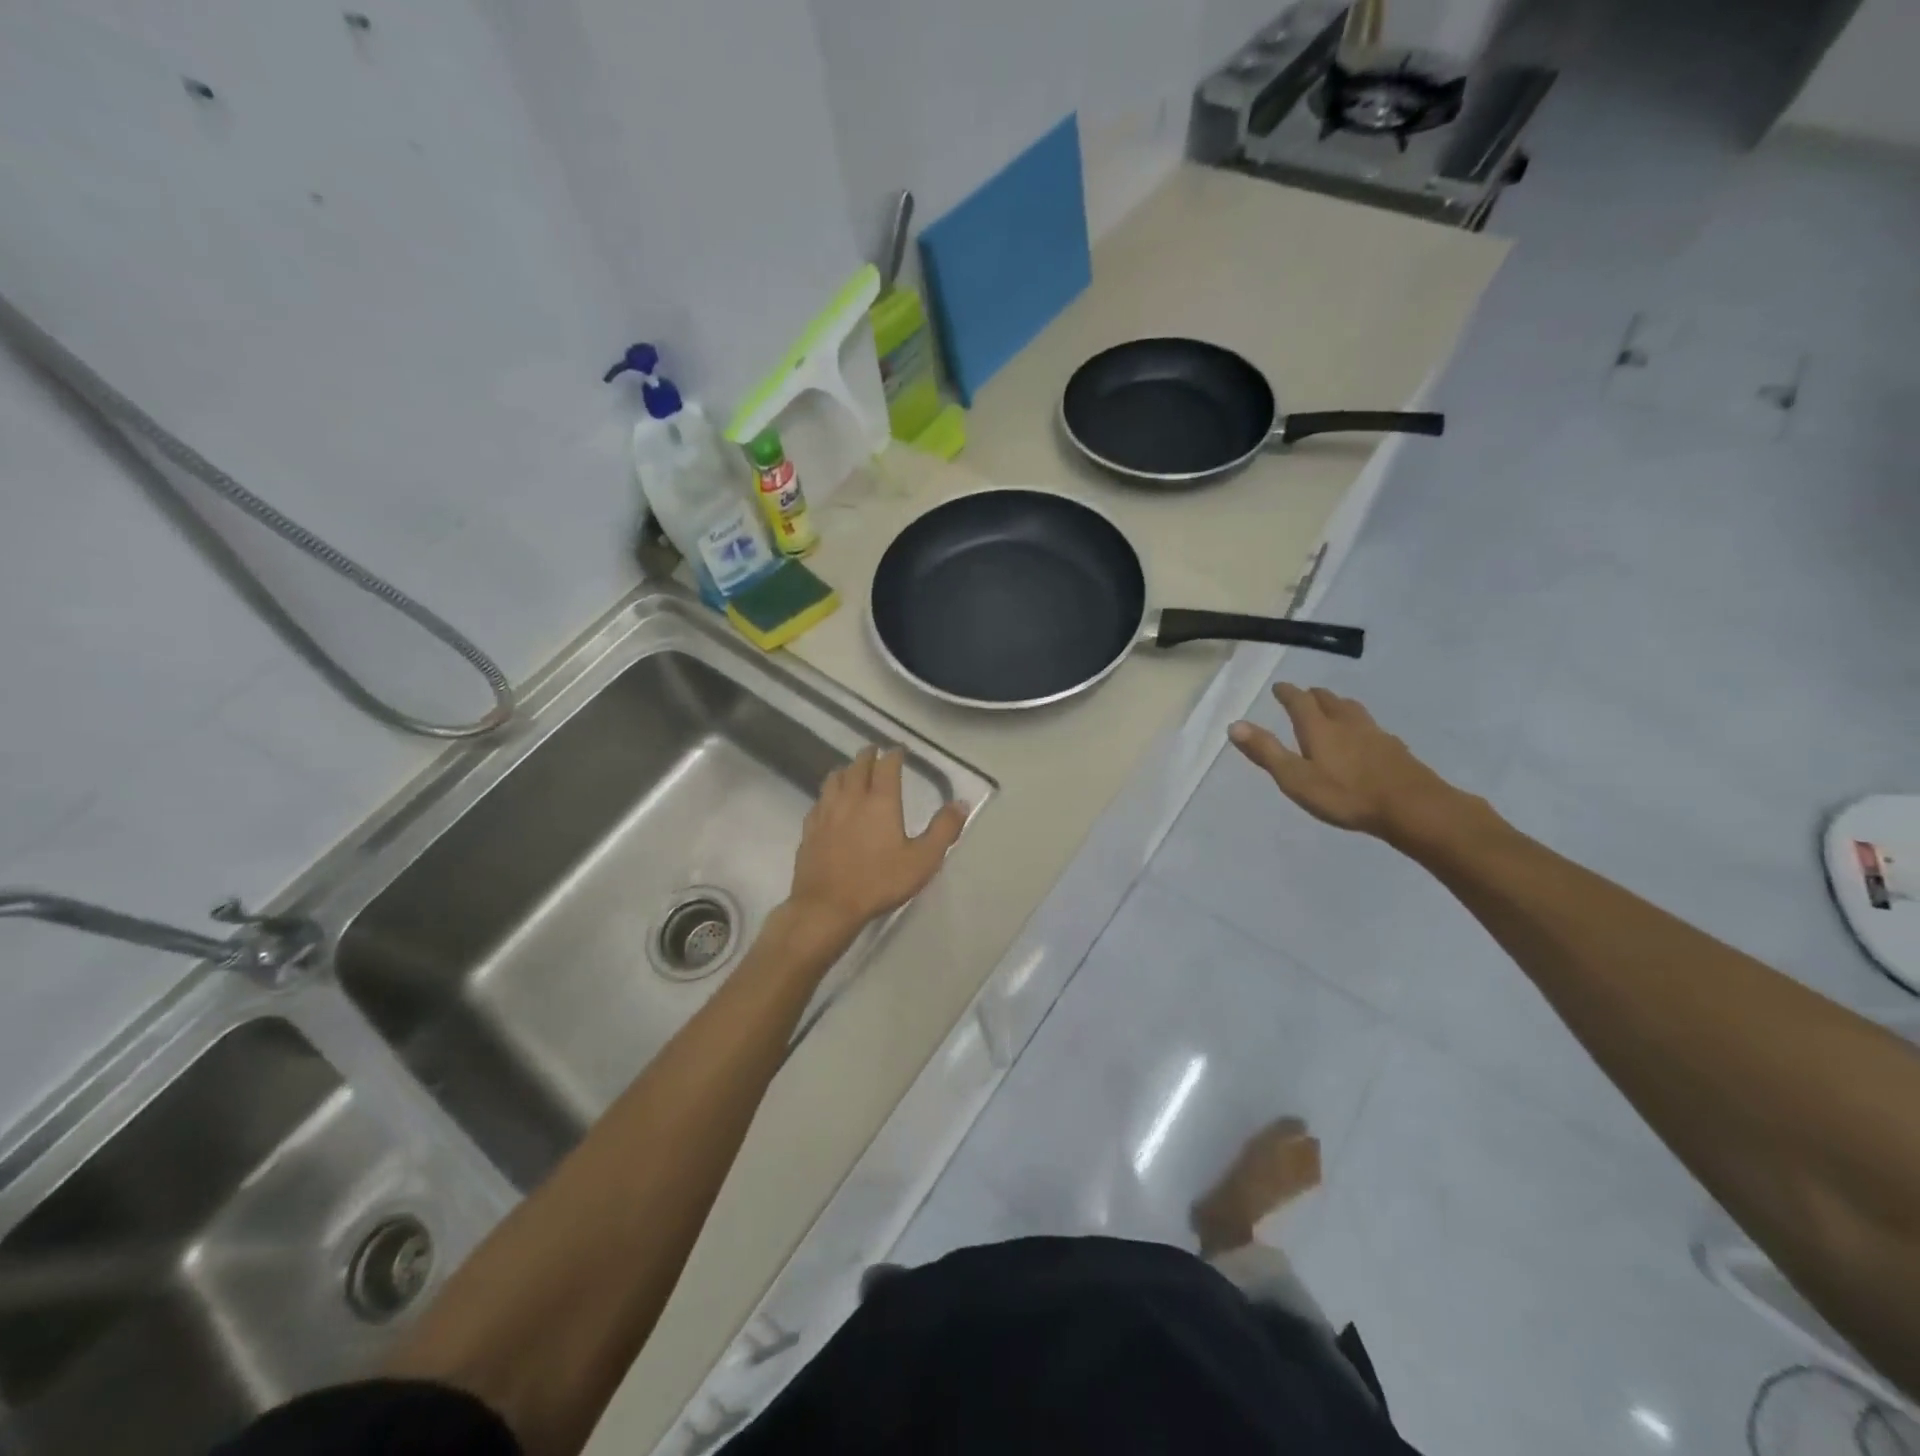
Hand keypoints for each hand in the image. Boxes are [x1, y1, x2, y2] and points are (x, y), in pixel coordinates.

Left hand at [786, 747, 968, 944]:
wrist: (827, 906)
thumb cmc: (879, 881)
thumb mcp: (923, 859)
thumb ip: (943, 829)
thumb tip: (961, 803)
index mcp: (880, 801)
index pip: (886, 766)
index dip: (893, 754)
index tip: (899, 750)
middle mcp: (851, 799)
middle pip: (857, 767)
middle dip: (868, 756)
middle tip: (874, 751)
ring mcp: (826, 813)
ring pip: (833, 779)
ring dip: (845, 770)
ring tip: (850, 770)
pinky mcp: (809, 830)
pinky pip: (819, 801)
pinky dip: (827, 794)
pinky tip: (828, 803)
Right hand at [1227, 683, 1473, 849]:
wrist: (1412, 807)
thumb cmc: (1346, 795)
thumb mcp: (1296, 778)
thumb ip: (1266, 752)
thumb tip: (1235, 725)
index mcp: (1319, 728)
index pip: (1299, 701)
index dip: (1287, 692)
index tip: (1279, 686)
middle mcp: (1347, 724)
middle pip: (1329, 700)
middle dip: (1313, 695)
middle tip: (1304, 694)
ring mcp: (1375, 734)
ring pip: (1353, 710)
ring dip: (1338, 704)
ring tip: (1334, 707)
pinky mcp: (1395, 749)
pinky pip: (1372, 727)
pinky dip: (1360, 724)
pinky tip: (1365, 736)